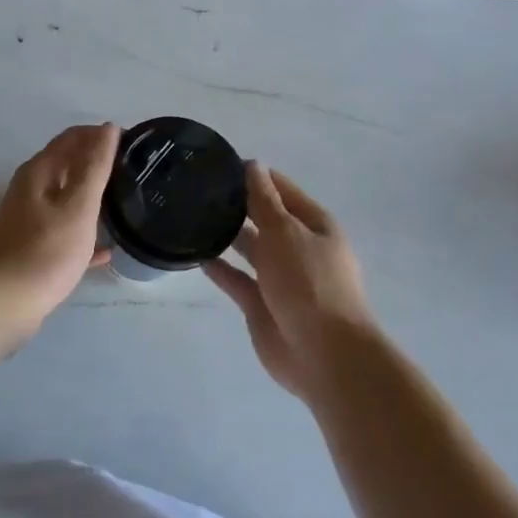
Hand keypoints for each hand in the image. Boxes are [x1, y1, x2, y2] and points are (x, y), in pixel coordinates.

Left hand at [0, 123, 118, 335]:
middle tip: (133, 172)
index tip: (133, 144)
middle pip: (68, 164)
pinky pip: (63, 230)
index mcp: (39, 172)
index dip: (101, 135)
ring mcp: (28, 219)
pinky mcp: (30, 247)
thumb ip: (95, 166)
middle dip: (98, 163)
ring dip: (92, 195)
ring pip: (66, 198)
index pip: (73, 137)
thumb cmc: (46, 251)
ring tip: (124, 203)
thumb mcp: (79, 206)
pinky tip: (106, 249)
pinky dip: (83, 231)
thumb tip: (108, 128)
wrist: (3, 304)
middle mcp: (29, 189)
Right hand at [204, 162, 378, 402]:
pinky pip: (238, 280)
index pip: (282, 190)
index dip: (256, 176)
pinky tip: (197, 254)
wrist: (323, 353)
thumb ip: (264, 200)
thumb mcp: (285, 231)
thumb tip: (254, 165)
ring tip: (194, 217)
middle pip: (266, 219)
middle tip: (199, 189)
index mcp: (314, 225)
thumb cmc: (309, 281)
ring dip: (228, 235)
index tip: (221, 165)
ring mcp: (280, 278)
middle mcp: (298, 247)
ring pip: (251, 249)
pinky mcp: (261, 305)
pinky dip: (220, 268)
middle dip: (239, 205)